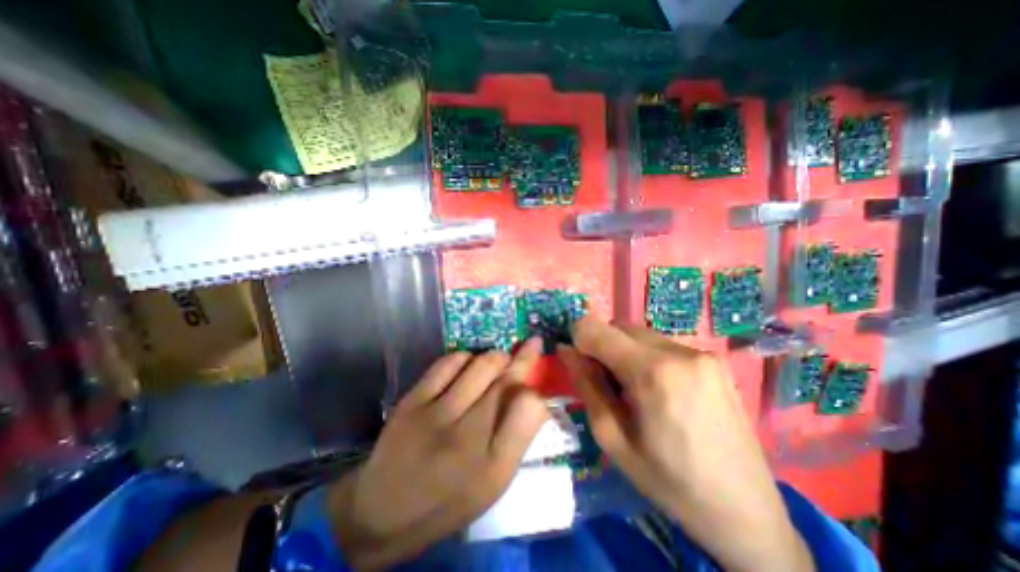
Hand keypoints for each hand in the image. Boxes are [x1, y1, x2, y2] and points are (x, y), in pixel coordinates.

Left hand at [326, 338, 549, 568]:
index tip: (538, 382)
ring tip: (500, 360)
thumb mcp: (493, 484)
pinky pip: (449, 362)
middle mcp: (467, 438)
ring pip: (481, 365)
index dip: (538, 390)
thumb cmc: (448, 501)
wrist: (383, 512)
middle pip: (507, 381)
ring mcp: (435, 415)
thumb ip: (517, 438)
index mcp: (492, 466)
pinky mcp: (412, 401)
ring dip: (497, 357)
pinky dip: (465, 357)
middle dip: (524, 358)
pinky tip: (468, 365)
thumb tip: (535, 395)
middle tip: (532, 344)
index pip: (529, 409)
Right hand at [557, 319, 814, 570]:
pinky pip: (662, 344)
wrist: (746, 512)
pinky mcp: (714, 359)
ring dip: (624, 351)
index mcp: (652, 372)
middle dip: (602, 346)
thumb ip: (586, 385)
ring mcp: (701, 352)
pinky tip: (659, 390)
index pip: (596, 329)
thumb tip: (565, 350)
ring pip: (640, 334)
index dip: (579, 340)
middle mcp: (678, 351)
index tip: (579, 364)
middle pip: (619, 327)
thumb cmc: (669, 481)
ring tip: (634, 390)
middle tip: (606, 383)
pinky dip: (647, 356)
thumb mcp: (612, 438)